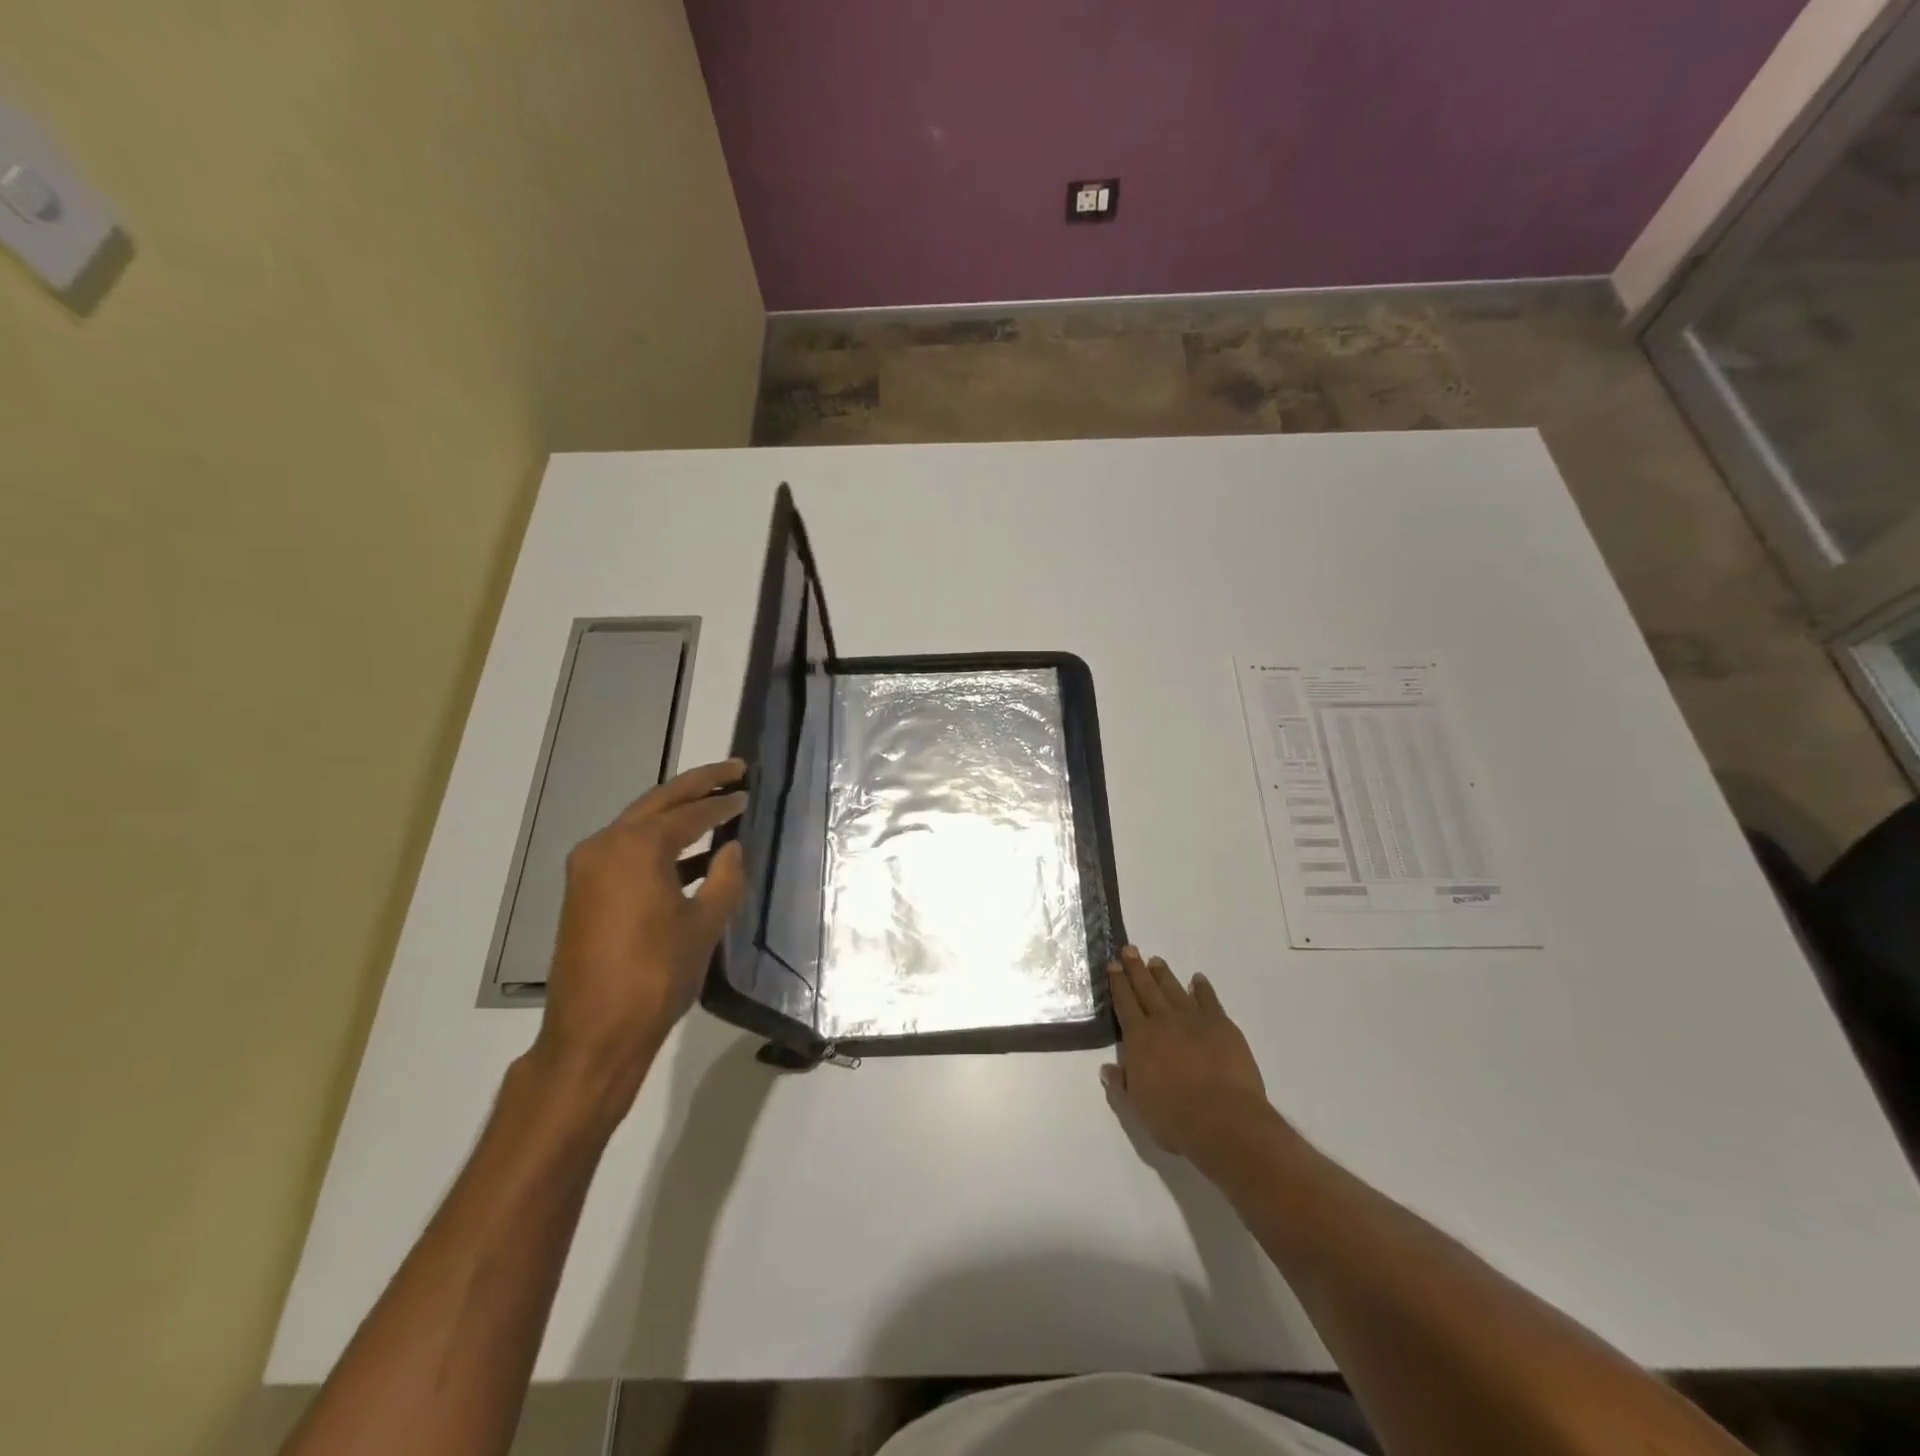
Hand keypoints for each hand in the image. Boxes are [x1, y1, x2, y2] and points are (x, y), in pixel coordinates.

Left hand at [530, 759, 748, 1124]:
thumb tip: (733, 848)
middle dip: (698, 786)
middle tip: (734, 771)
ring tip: (717, 806)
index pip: (688, 813)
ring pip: (639, 825)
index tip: (748, 791)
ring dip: (677, 815)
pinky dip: (659, 845)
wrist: (593, 1033)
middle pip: (658, 803)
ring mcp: (588, 868)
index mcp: (635, 847)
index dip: (723, 803)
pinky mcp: (584, 891)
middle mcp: (605, 846)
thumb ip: (726, 877)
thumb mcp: (704, 925)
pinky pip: (627, 851)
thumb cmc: (656, 975)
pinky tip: (691, 856)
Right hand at [1102, 946, 1278, 1172]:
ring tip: (1156, 961)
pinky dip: (1202, 988)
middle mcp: (1163, 1021)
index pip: (1124, 1003)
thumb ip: (1120, 1086)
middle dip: (1136, 968)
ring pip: (1174, 989)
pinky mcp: (1221, 1025)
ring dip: (1164, 974)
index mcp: (1139, 1038)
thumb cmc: (1175, 1118)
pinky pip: (1209, 1000)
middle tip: (1129, 949)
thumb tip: (1107, 1069)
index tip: (1113, 965)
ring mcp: (1194, 1020)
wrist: (1224, 1120)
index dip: (1118, 983)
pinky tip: (1198, 979)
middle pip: (1146, 988)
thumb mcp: (1137, 1108)